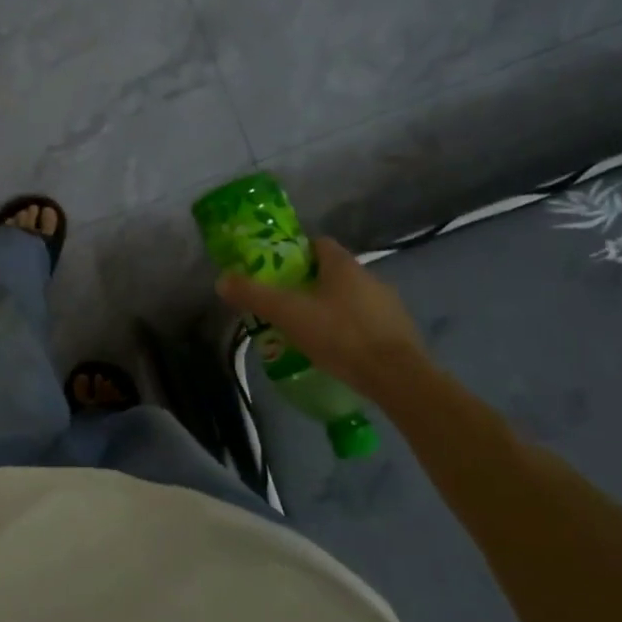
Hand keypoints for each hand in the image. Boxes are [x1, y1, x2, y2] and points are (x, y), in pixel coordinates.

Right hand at [217, 236, 429, 400]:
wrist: (397, 377)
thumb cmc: (340, 335)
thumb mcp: (289, 315)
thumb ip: (255, 295)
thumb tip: (222, 280)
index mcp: (343, 265)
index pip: (318, 244)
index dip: (296, 253)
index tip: (277, 271)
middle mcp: (369, 276)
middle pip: (333, 272)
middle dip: (310, 284)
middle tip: (286, 304)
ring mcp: (388, 304)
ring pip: (351, 298)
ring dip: (331, 308)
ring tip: (308, 331)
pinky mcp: (399, 332)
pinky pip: (366, 322)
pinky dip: (350, 329)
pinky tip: (336, 350)